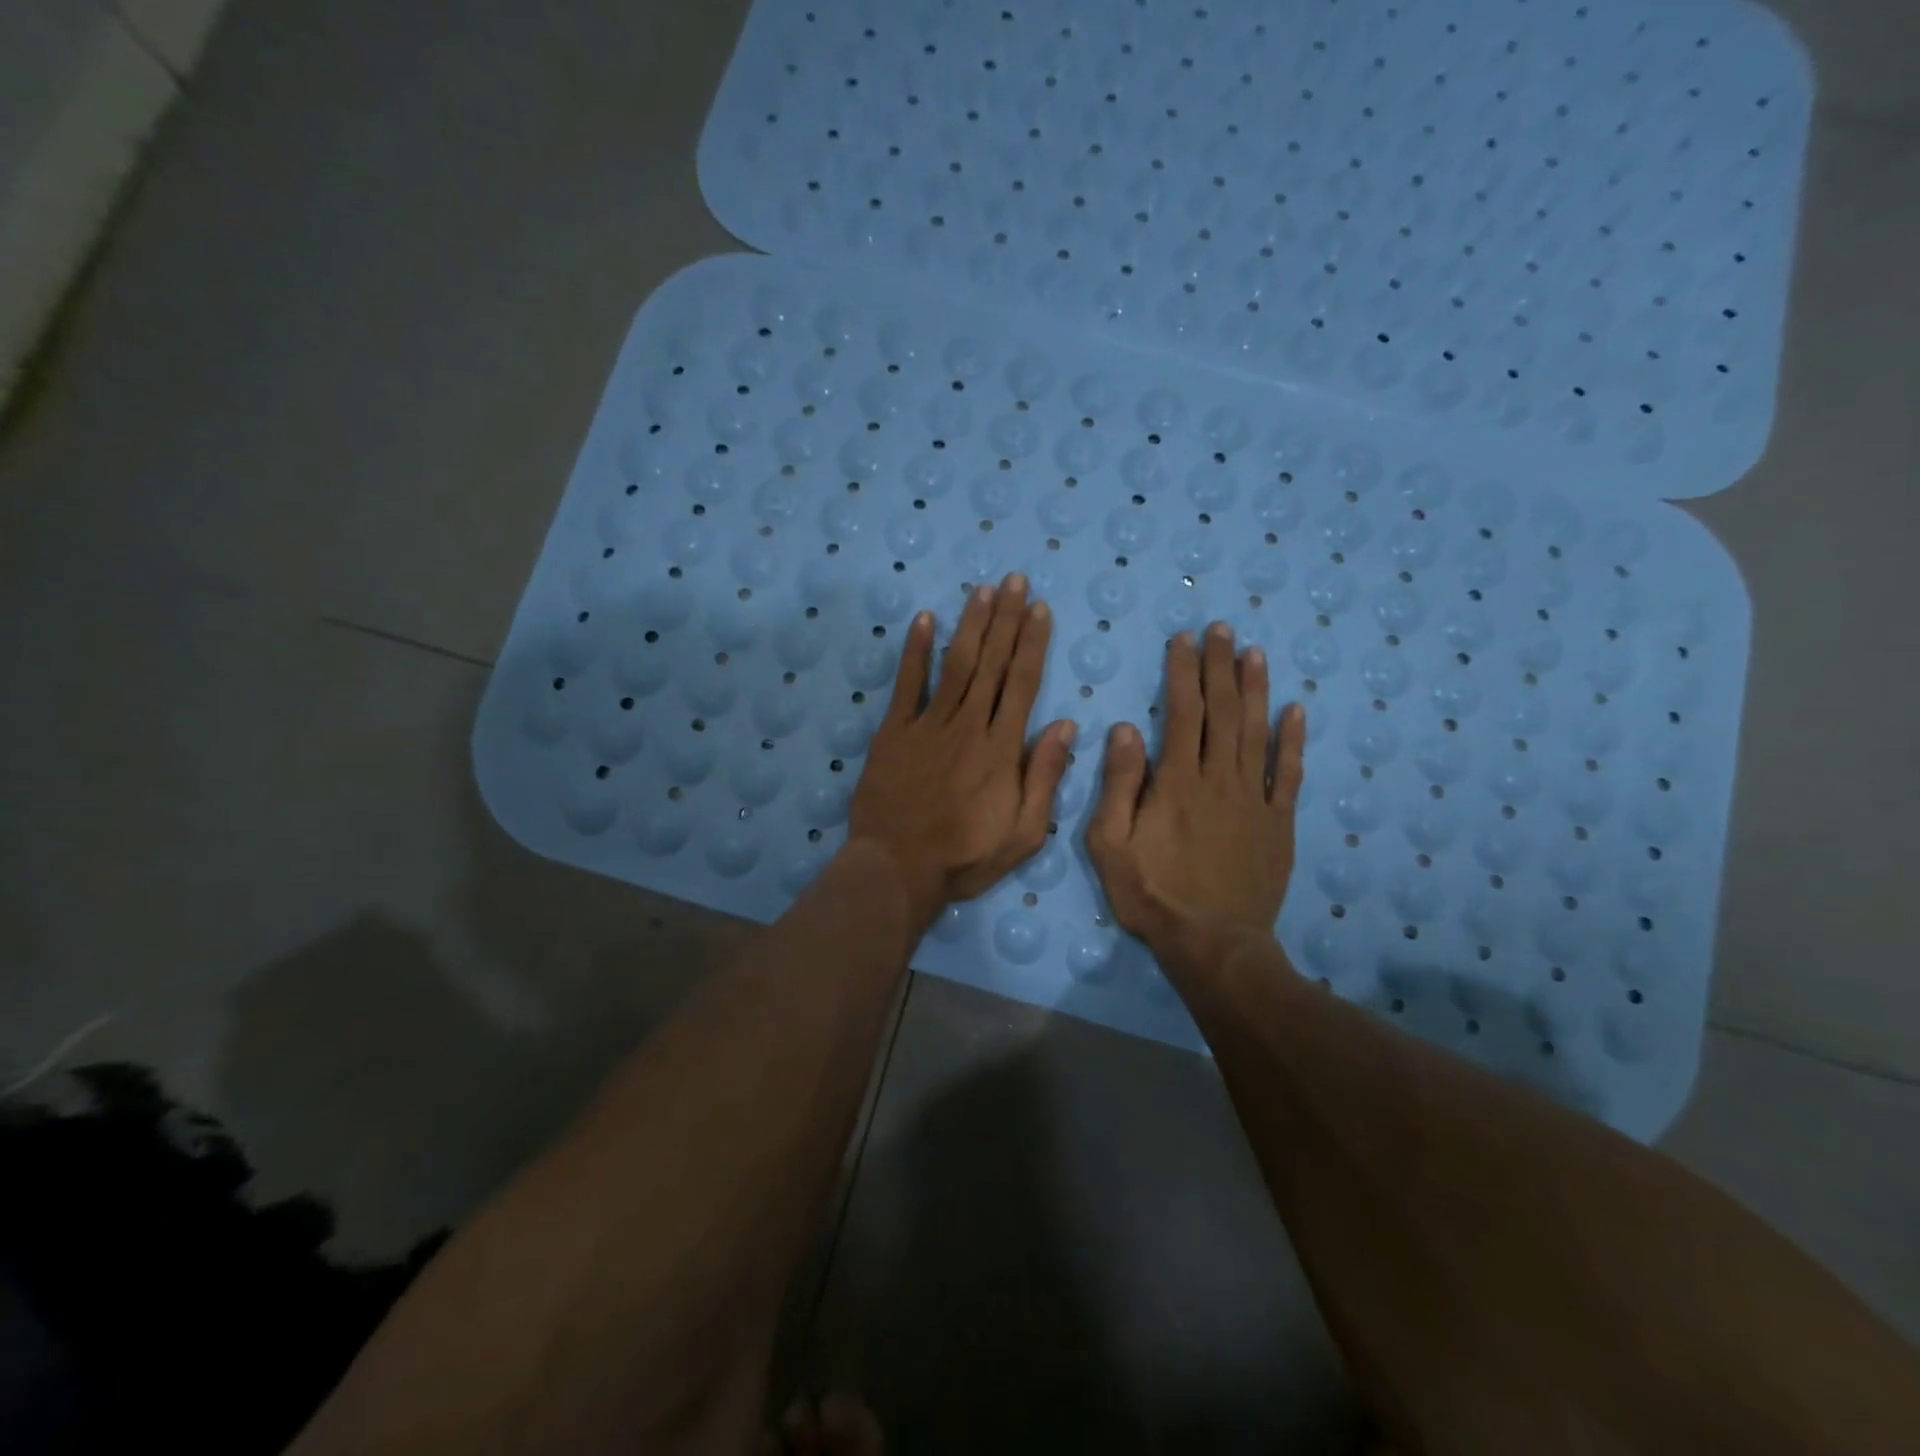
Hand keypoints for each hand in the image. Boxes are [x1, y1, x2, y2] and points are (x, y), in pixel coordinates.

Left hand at [848, 574, 1075, 930]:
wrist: (896, 868)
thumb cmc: (964, 857)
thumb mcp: (1023, 833)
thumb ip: (1045, 777)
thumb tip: (1067, 727)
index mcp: (1001, 749)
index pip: (1022, 684)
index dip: (1032, 643)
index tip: (1039, 609)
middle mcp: (968, 726)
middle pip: (991, 663)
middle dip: (1006, 619)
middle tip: (1015, 580)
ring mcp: (928, 725)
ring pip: (955, 665)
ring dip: (970, 624)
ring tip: (983, 590)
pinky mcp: (894, 732)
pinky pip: (907, 684)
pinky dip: (914, 651)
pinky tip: (923, 619)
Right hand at [1086, 622, 1305, 965]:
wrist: (1213, 943)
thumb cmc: (1152, 894)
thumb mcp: (1110, 844)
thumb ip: (1118, 784)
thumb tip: (1126, 728)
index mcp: (1177, 782)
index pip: (1182, 712)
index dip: (1182, 672)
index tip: (1182, 640)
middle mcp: (1219, 779)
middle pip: (1222, 712)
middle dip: (1219, 666)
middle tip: (1221, 629)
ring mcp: (1255, 800)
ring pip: (1257, 733)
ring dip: (1255, 690)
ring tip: (1254, 653)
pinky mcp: (1279, 823)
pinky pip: (1288, 775)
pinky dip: (1292, 741)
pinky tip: (1295, 711)